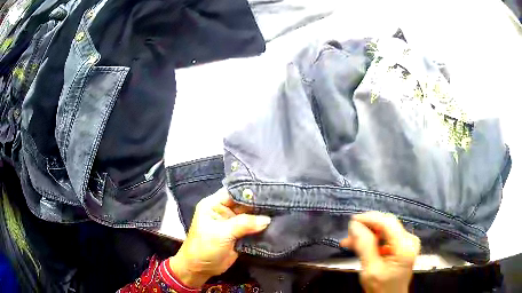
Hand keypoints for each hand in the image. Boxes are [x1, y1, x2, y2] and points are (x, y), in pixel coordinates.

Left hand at [169, 188, 270, 288]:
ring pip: (250, 215)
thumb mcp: (222, 233)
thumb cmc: (205, 247)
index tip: (269, 189)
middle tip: (280, 200)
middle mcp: (224, 210)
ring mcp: (232, 222)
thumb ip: (244, 224)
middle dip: (259, 202)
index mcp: (214, 204)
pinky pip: (253, 227)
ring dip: (262, 215)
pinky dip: (262, 226)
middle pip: (244, 202)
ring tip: (281, 209)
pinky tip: (276, 222)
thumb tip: (267, 219)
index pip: (234, 191)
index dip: (250, 190)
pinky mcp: (239, 234)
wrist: (201, 268)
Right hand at [340, 212, 420, 292]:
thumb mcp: (370, 270)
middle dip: (367, 227)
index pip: (387, 223)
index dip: (369, 219)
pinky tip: (359, 245)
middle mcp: (410, 240)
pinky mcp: (403, 246)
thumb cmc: (381, 288)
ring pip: (385, 230)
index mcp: (405, 247)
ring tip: (349, 241)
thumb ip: (364, 247)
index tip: (351, 220)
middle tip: (348, 234)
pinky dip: (373, 240)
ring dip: (368, 234)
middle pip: (387, 225)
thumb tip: (354, 225)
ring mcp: (408, 242)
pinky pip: (386, 237)